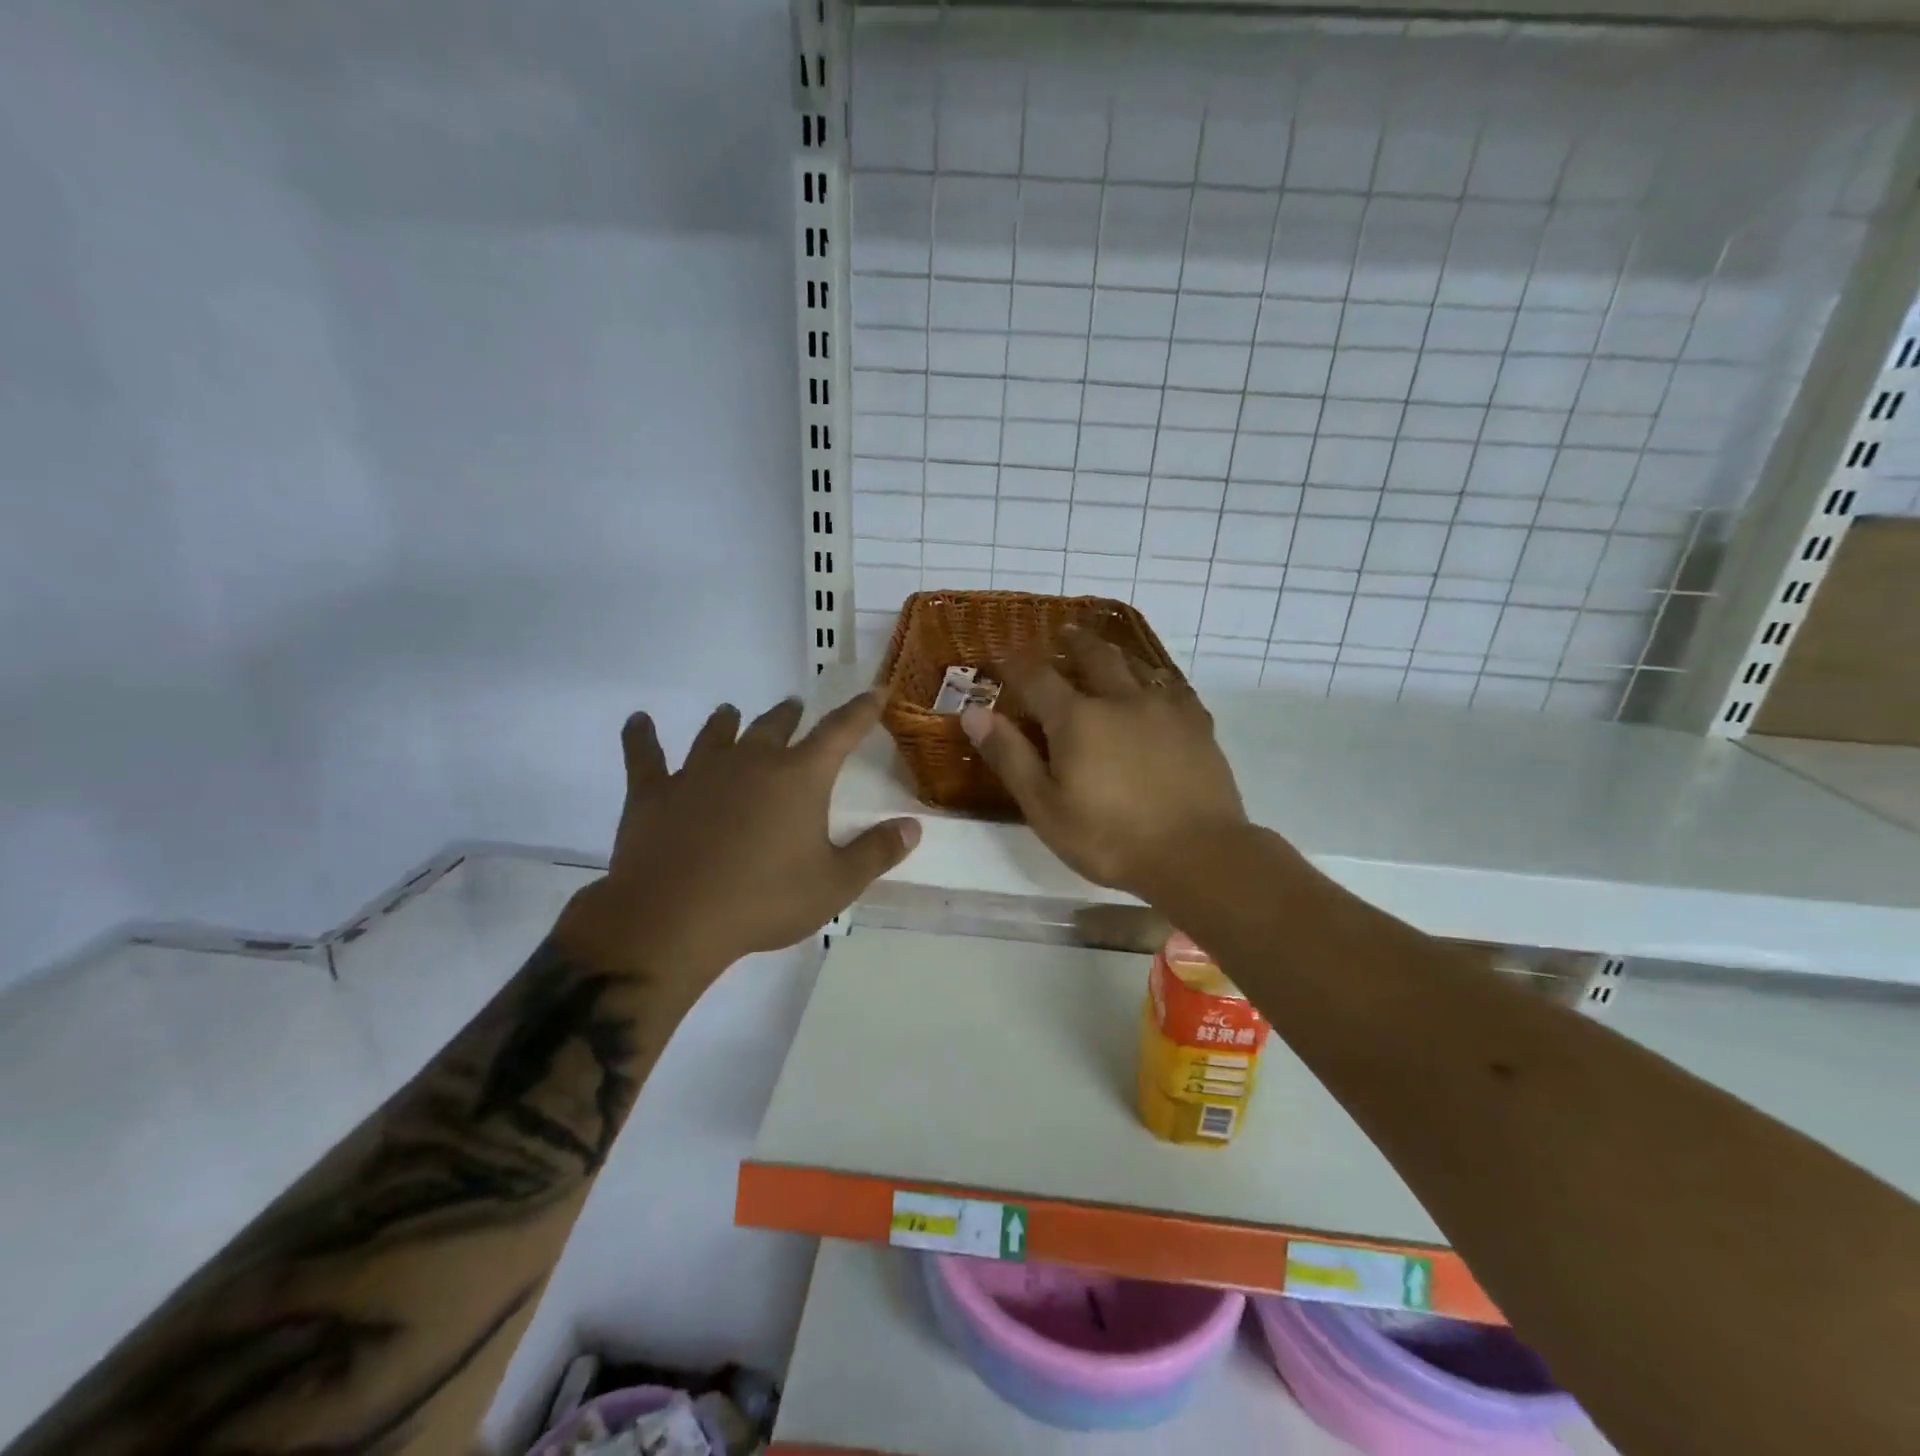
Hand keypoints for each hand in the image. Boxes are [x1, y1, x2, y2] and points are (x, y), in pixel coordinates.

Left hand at [557, 692, 918, 1005]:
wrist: (672, 920)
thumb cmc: (763, 901)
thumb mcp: (835, 885)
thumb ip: (877, 852)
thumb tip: (913, 826)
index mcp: (799, 777)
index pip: (840, 732)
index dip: (862, 710)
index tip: (876, 690)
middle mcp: (751, 761)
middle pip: (775, 725)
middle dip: (790, 716)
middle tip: (794, 708)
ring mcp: (698, 772)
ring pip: (717, 733)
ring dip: (727, 721)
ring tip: (730, 712)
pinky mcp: (654, 792)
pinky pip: (645, 755)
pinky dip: (641, 737)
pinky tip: (638, 722)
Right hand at [961, 627, 1244, 898]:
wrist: (1197, 855)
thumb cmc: (1110, 839)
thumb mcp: (1045, 807)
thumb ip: (1010, 756)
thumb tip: (973, 712)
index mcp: (1077, 719)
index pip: (1037, 677)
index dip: (1016, 663)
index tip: (1003, 655)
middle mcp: (1120, 699)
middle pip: (1092, 655)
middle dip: (1072, 642)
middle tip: (1061, 633)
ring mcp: (1164, 707)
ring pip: (1135, 664)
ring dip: (1113, 652)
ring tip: (1103, 649)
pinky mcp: (1197, 723)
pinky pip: (1172, 685)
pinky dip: (1154, 677)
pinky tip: (1155, 685)